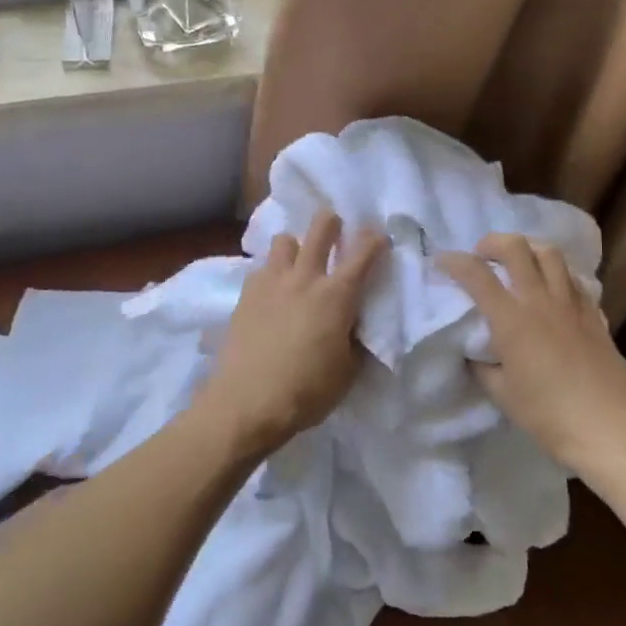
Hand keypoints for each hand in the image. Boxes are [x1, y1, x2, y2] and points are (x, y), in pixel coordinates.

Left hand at [193, 210, 387, 460]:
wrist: (248, 402)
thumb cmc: (307, 390)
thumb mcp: (348, 371)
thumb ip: (356, 339)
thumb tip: (356, 324)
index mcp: (337, 295)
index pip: (364, 252)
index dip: (375, 239)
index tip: (379, 238)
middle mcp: (305, 277)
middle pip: (320, 226)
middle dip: (332, 223)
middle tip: (335, 235)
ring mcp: (272, 282)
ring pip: (284, 239)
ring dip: (296, 246)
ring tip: (298, 266)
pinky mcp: (246, 294)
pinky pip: (262, 267)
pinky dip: (271, 273)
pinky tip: (273, 294)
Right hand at [441, 233, 625, 470]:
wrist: (606, 428)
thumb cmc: (547, 415)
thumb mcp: (501, 393)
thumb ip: (483, 365)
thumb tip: (475, 351)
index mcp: (511, 319)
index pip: (476, 274)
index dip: (453, 261)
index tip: (441, 261)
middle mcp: (540, 301)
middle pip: (516, 247)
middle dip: (492, 242)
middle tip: (483, 255)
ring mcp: (571, 304)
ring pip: (550, 253)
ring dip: (528, 248)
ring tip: (519, 261)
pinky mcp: (594, 314)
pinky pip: (573, 278)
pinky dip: (556, 273)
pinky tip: (552, 288)